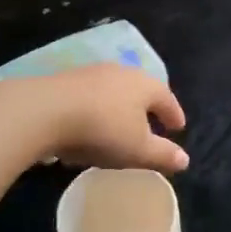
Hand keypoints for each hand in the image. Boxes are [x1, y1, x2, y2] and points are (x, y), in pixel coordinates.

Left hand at [18, 64, 188, 172]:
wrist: (45, 110)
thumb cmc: (103, 129)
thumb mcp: (138, 149)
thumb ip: (163, 154)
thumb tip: (185, 159)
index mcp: (145, 85)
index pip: (167, 99)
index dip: (175, 115)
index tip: (178, 128)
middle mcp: (122, 72)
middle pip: (141, 91)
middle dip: (147, 109)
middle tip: (151, 126)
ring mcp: (92, 73)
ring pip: (114, 92)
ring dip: (119, 110)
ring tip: (119, 129)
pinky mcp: (66, 80)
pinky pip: (91, 97)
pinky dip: (96, 111)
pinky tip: (88, 128)